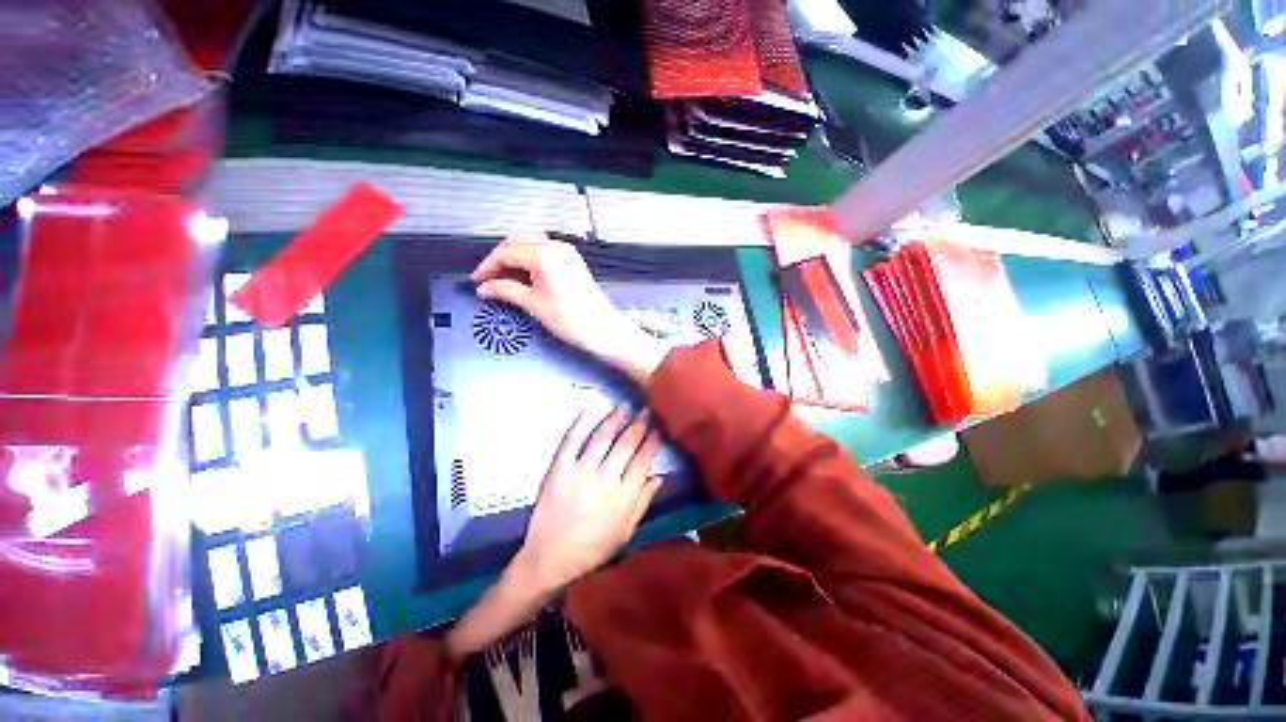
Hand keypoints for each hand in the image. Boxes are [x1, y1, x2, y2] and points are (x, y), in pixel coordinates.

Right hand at [471, 235, 668, 383]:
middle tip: (488, 279)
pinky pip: (544, 252)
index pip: (506, 252)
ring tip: (503, 279)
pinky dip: (529, 260)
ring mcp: (567, 252)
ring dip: (514, 258)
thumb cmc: (571, 319)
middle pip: (517, 242)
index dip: (487, 266)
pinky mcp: (573, 261)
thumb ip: (505, 291)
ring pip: (531, 245)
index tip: (477, 280)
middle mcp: (556, 246)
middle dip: (499, 259)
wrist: (604, 329)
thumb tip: (484, 288)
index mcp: (543, 254)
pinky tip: (523, 276)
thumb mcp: (533, 305)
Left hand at [514, 404, 662, 592]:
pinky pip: (571, 440)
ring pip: (602, 437)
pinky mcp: (560, 468)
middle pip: (626, 444)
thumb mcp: (625, 531)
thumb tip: (659, 477)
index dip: (651, 443)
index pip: (643, 461)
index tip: (657, 429)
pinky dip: (580, 423)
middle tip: (645, 411)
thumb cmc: (592, 549)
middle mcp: (606, 477)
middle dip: (638, 425)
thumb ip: (643, 502)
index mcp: (624, 495)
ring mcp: (582, 470)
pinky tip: (589, 409)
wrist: (551, 558)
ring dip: (615, 419)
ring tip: (623, 406)